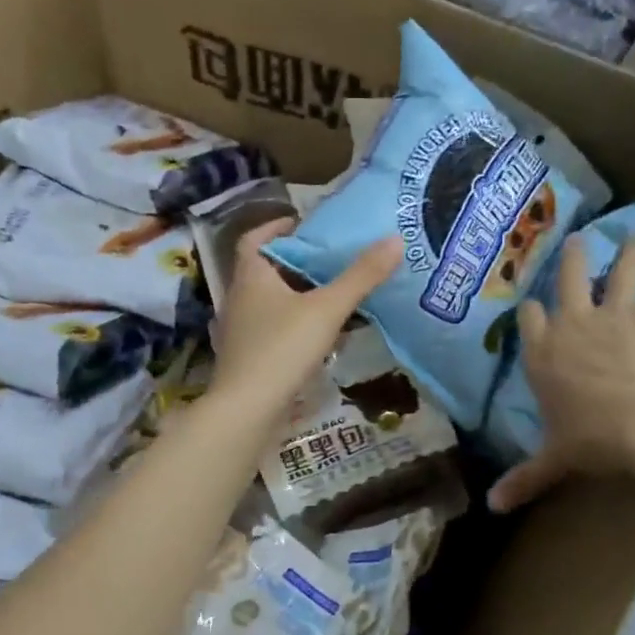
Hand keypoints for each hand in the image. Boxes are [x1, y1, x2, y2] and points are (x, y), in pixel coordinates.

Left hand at [209, 219, 400, 421]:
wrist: (247, 411)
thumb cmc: (282, 350)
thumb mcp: (327, 310)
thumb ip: (361, 277)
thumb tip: (395, 239)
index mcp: (251, 277)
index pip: (255, 239)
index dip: (276, 227)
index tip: (303, 223)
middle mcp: (239, 299)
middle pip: (265, 271)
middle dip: (295, 263)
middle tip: (330, 259)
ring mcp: (240, 332)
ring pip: (269, 303)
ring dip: (296, 297)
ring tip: (331, 296)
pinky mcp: (247, 359)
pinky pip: (272, 331)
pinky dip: (293, 327)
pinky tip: (319, 339)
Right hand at [488, 235, 634, 511]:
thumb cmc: (598, 440)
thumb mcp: (557, 460)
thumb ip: (525, 478)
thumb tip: (491, 508)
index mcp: (544, 354)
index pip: (530, 320)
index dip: (534, 310)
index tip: (536, 305)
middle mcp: (574, 323)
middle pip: (569, 277)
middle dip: (574, 258)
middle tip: (578, 239)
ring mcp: (617, 311)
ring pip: (620, 269)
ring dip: (628, 251)